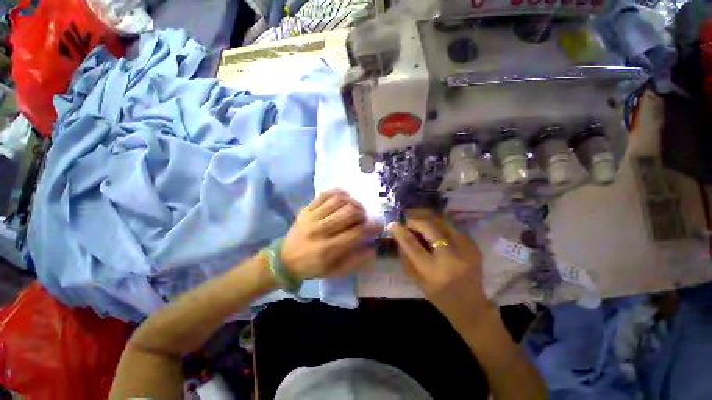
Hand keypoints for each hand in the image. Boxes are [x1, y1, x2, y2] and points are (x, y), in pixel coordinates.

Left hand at [281, 189, 380, 279]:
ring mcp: (311, 217)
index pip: (356, 232)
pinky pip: (324, 195)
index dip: (371, 227)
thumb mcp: (336, 272)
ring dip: (353, 202)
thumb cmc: (313, 267)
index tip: (378, 225)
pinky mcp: (306, 209)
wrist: (285, 260)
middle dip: (362, 213)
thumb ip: (356, 261)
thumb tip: (373, 248)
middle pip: (349, 213)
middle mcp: (320, 230)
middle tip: (365, 217)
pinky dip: (338, 192)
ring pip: (338, 201)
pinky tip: (345, 196)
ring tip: (356, 208)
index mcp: (328, 249)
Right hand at [388, 210, 488, 328]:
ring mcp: (465, 249)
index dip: (400, 232)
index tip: (392, 225)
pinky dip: (440, 227)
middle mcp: (450, 257)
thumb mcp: (417, 280)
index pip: (412, 244)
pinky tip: (435, 232)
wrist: (471, 306)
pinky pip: (452, 228)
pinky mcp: (474, 246)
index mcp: (433, 271)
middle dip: (414, 221)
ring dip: (427, 220)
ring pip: (442, 223)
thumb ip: (407, 256)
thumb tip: (399, 234)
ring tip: (420, 224)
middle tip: (407, 221)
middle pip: (429, 227)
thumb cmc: (439, 296)